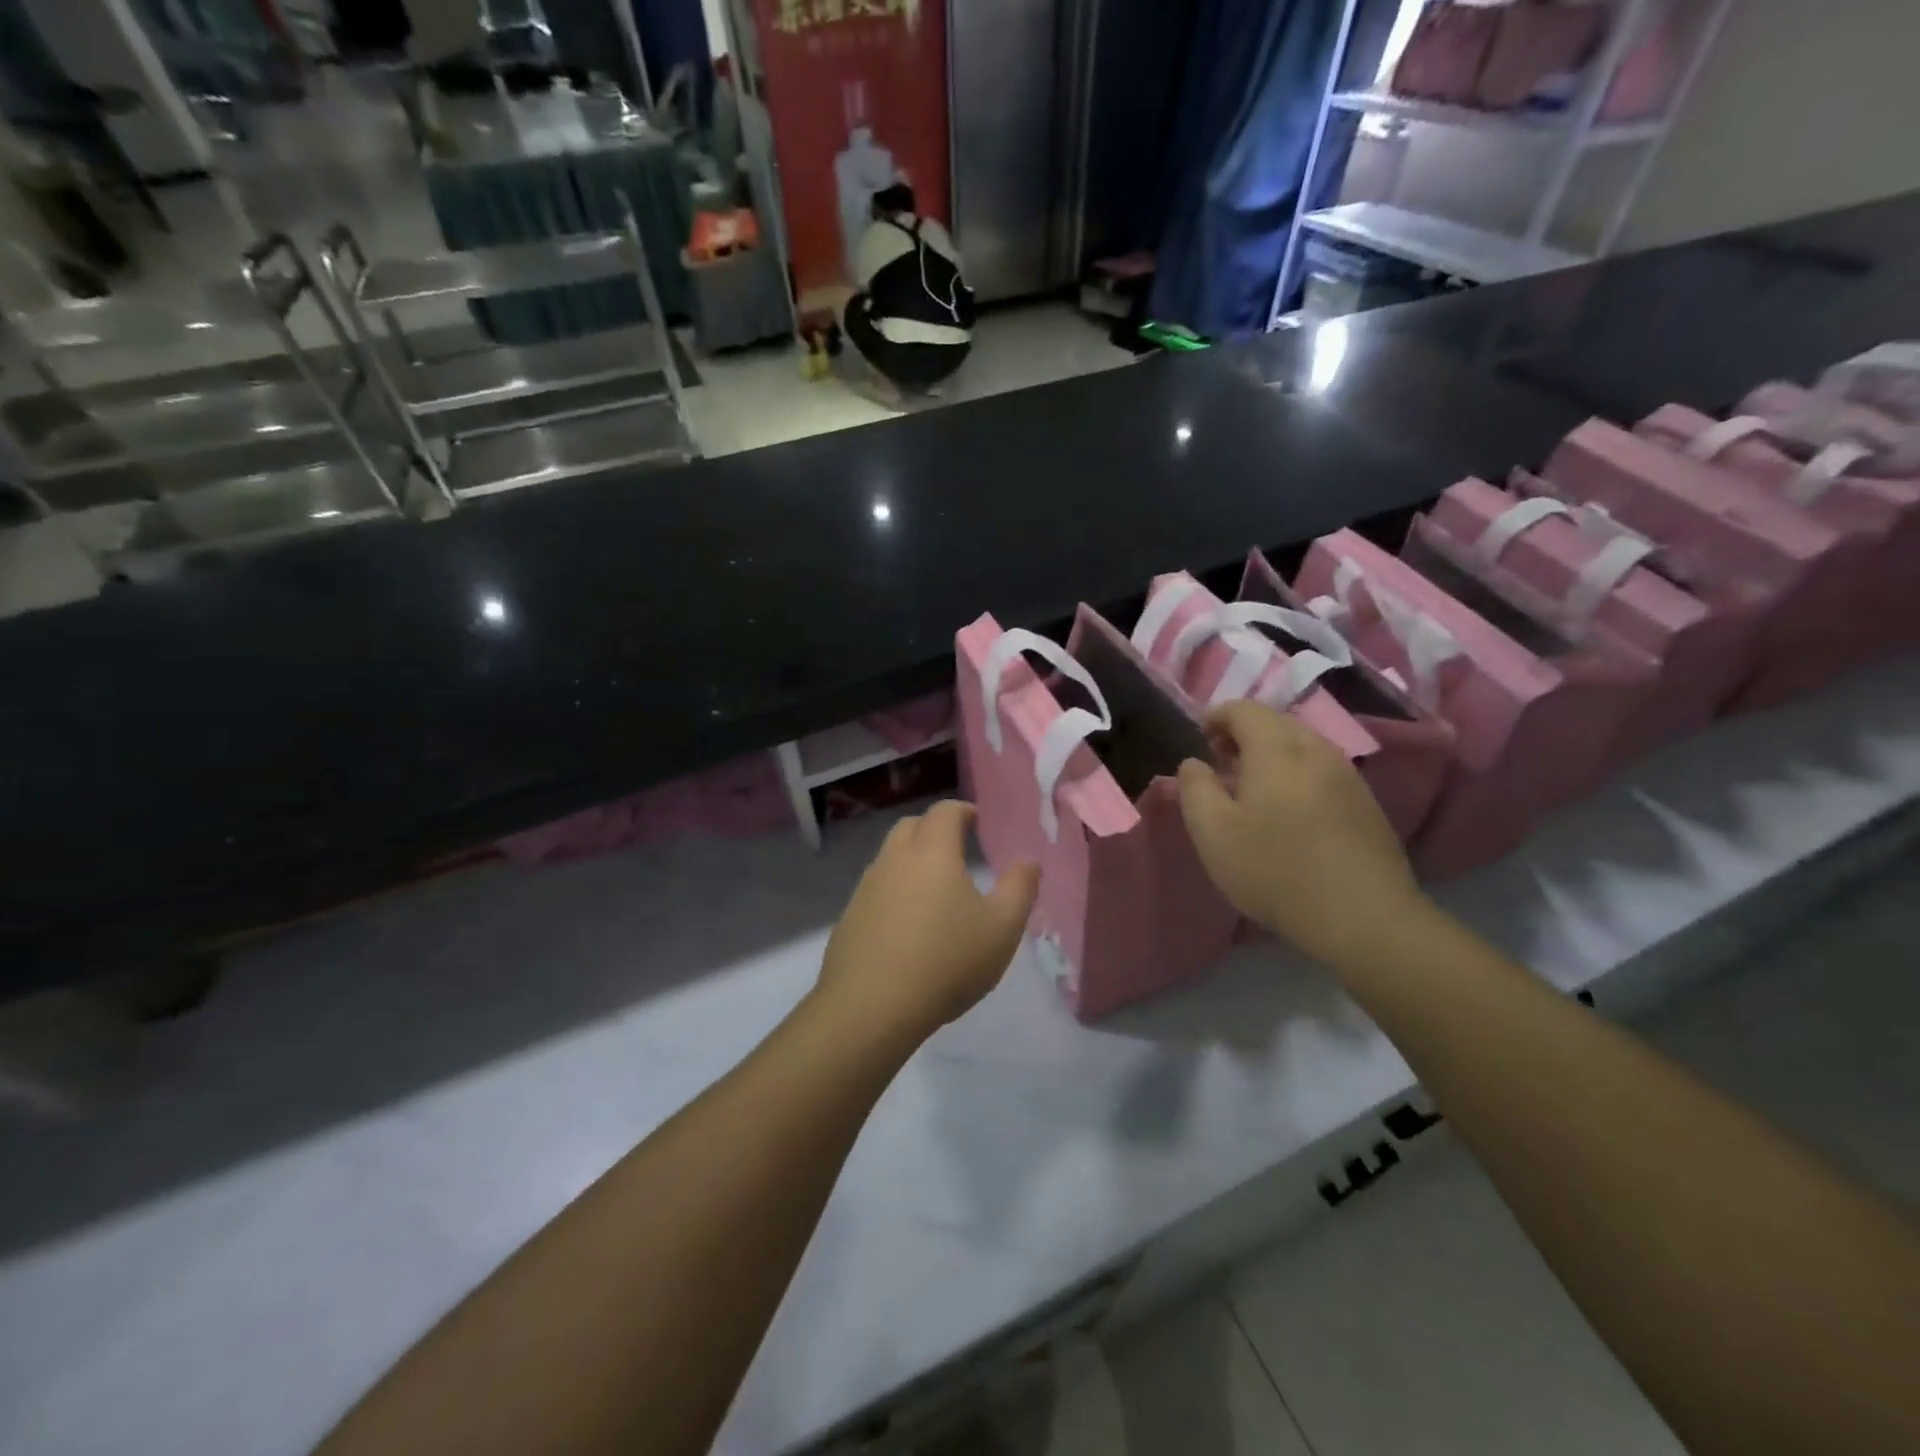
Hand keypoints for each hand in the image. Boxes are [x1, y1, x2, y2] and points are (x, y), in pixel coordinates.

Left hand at [815, 801, 1039, 1046]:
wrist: (871, 1007)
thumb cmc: (946, 961)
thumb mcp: (1001, 929)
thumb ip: (1019, 889)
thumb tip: (1029, 862)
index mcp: (931, 852)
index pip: (944, 812)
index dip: (962, 811)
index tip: (977, 822)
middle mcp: (893, 860)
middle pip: (910, 826)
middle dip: (933, 829)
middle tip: (956, 847)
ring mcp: (866, 888)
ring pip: (889, 857)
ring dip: (911, 860)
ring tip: (934, 888)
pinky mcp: (849, 918)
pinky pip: (875, 890)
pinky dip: (893, 891)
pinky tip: (907, 924)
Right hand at [1177, 700, 1433, 973]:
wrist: (1364, 918)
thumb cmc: (1276, 871)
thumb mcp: (1213, 834)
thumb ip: (1195, 789)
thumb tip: (1194, 763)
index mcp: (1277, 750)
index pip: (1245, 709)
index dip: (1217, 716)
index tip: (1199, 739)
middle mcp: (1317, 751)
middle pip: (1277, 722)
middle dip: (1244, 733)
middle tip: (1221, 763)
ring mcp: (1348, 776)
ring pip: (1303, 745)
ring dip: (1272, 754)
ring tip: (1252, 790)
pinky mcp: (1366, 803)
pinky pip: (1322, 770)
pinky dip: (1296, 774)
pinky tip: (1289, 813)